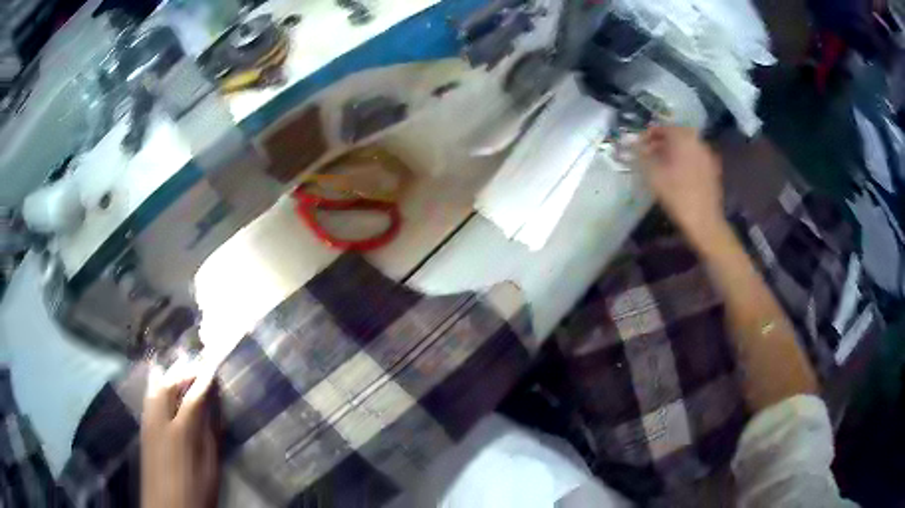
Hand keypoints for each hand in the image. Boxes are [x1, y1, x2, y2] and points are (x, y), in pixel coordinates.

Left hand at [141, 359, 219, 507]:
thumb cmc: (195, 491)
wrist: (166, 507)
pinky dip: (157, 386)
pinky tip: (162, 387)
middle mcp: (160, 421)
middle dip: (183, 372)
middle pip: (168, 386)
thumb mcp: (210, 469)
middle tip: (197, 367)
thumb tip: (215, 413)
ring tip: (180, 371)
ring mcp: (148, 423)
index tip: (213, 367)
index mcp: (182, 433)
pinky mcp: (143, 429)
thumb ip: (211, 438)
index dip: (203, 381)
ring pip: (155, 389)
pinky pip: (149, 398)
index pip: (193, 398)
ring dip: (168, 376)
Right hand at [637, 125, 724, 243]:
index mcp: (684, 138)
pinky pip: (694, 157)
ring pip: (686, 146)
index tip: (638, 145)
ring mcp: (707, 156)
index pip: (663, 127)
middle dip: (661, 142)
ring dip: (673, 151)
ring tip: (660, 164)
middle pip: (676, 135)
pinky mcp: (712, 170)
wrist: (704, 222)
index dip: (648, 134)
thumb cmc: (677, 196)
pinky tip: (676, 174)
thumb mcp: (653, 175)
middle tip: (648, 153)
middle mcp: (698, 142)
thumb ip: (641, 155)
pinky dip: (684, 160)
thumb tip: (631, 143)